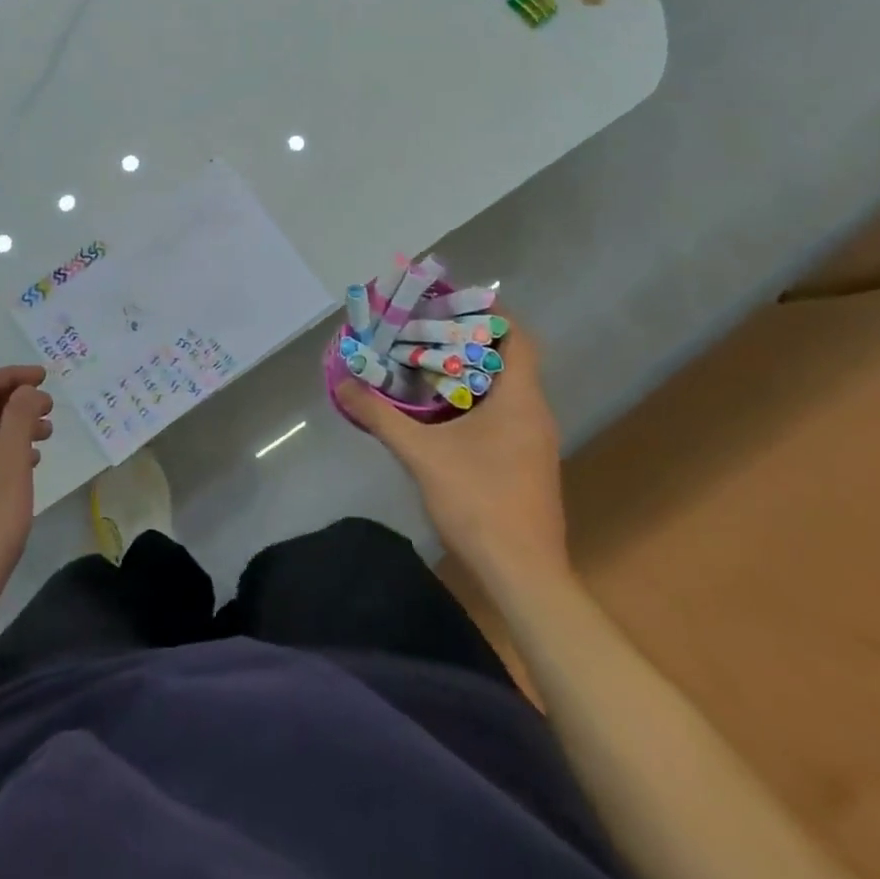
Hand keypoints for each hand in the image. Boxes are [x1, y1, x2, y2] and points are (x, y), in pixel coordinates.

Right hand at [337, 322, 568, 588]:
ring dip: (469, 373)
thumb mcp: (420, 455)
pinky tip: (439, 413)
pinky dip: (473, 401)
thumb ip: (381, 417)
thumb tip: (344, 384)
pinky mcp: (527, 463)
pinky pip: (503, 414)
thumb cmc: (479, 502)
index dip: (489, 315)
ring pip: (504, 389)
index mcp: (520, 400)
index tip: (450, 303)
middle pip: (508, 360)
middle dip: (467, 341)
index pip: (517, 338)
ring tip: (424, 364)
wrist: (523, 575)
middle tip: (424, 331)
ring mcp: (534, 442)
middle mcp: (535, 413)